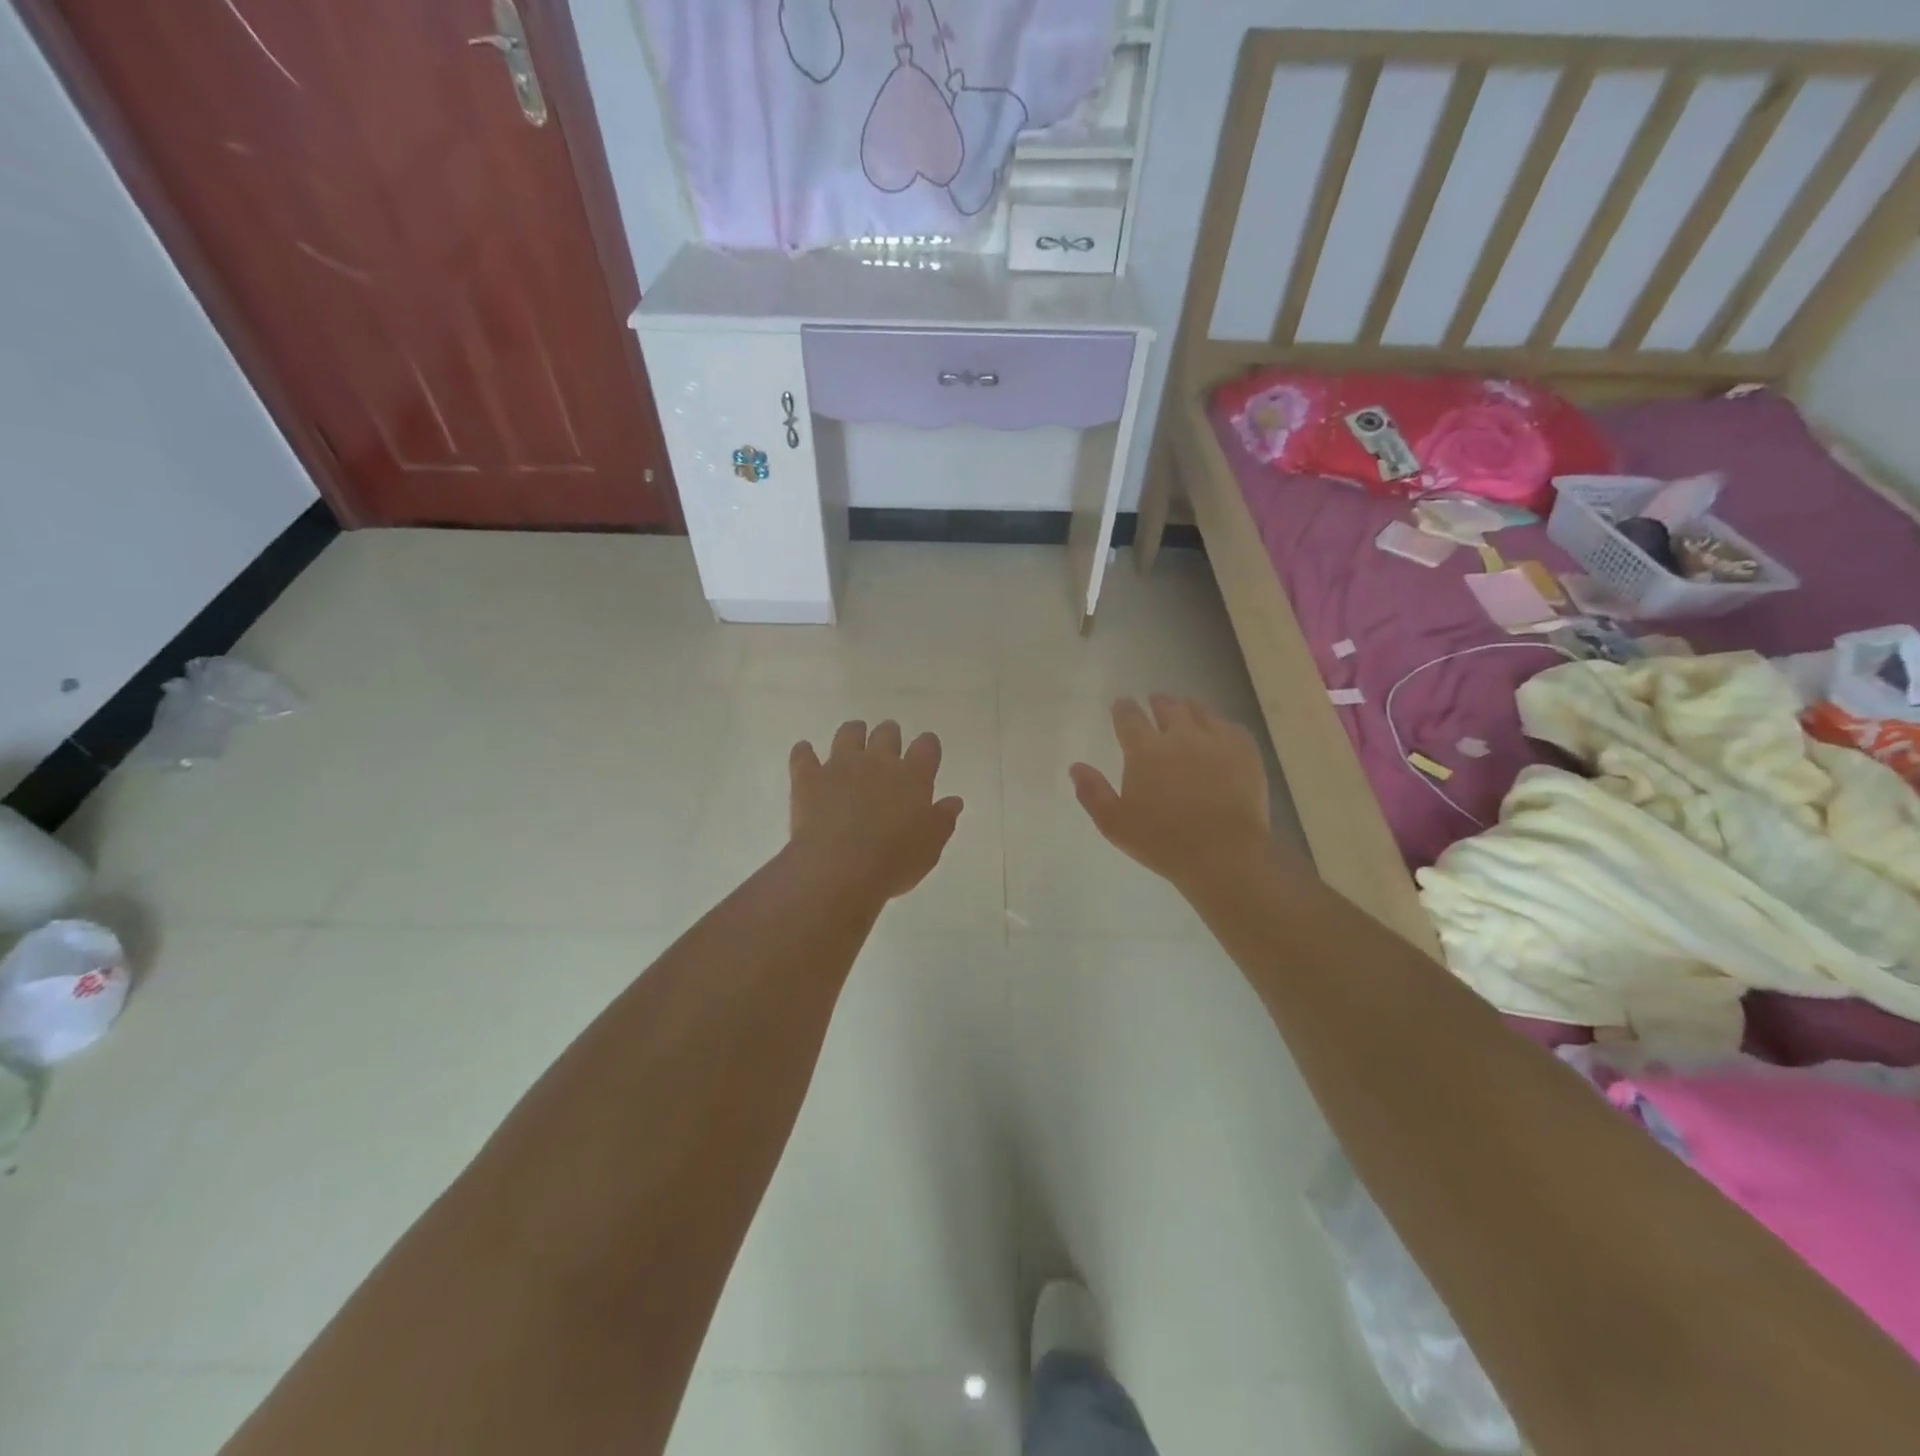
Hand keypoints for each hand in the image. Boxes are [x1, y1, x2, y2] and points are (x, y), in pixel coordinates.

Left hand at [789, 719, 963, 903]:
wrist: (838, 869)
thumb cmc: (893, 862)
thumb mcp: (929, 848)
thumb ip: (942, 821)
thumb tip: (953, 801)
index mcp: (913, 776)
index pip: (927, 746)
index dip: (927, 746)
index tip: (926, 753)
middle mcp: (878, 762)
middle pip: (887, 733)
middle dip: (889, 736)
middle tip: (888, 746)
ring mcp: (840, 765)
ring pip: (848, 733)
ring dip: (853, 734)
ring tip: (853, 742)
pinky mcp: (808, 777)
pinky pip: (803, 755)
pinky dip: (805, 753)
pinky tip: (806, 755)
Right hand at [1070, 695, 1271, 892]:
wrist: (1224, 853)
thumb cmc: (1162, 842)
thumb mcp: (1114, 823)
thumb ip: (1093, 792)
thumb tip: (1076, 766)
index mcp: (1145, 750)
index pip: (1129, 718)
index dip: (1124, 708)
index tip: (1122, 704)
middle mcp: (1179, 736)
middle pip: (1167, 707)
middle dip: (1158, 702)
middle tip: (1155, 701)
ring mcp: (1215, 740)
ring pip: (1200, 710)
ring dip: (1188, 706)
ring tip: (1185, 707)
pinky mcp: (1245, 751)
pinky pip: (1230, 726)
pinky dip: (1219, 724)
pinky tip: (1218, 730)